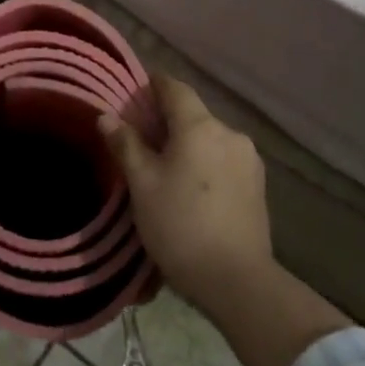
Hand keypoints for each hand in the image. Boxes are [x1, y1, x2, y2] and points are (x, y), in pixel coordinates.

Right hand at [100, 75, 349, 365]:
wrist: (236, 280)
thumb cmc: (180, 225)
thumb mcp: (142, 184)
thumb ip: (126, 145)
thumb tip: (106, 116)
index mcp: (200, 126)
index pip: (174, 88)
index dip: (152, 85)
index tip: (133, 95)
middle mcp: (230, 133)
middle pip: (193, 114)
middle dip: (166, 120)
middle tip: (140, 140)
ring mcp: (249, 159)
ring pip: (209, 138)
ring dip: (188, 143)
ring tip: (165, 169)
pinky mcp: (258, 184)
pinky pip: (224, 159)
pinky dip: (205, 162)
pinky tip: (192, 188)